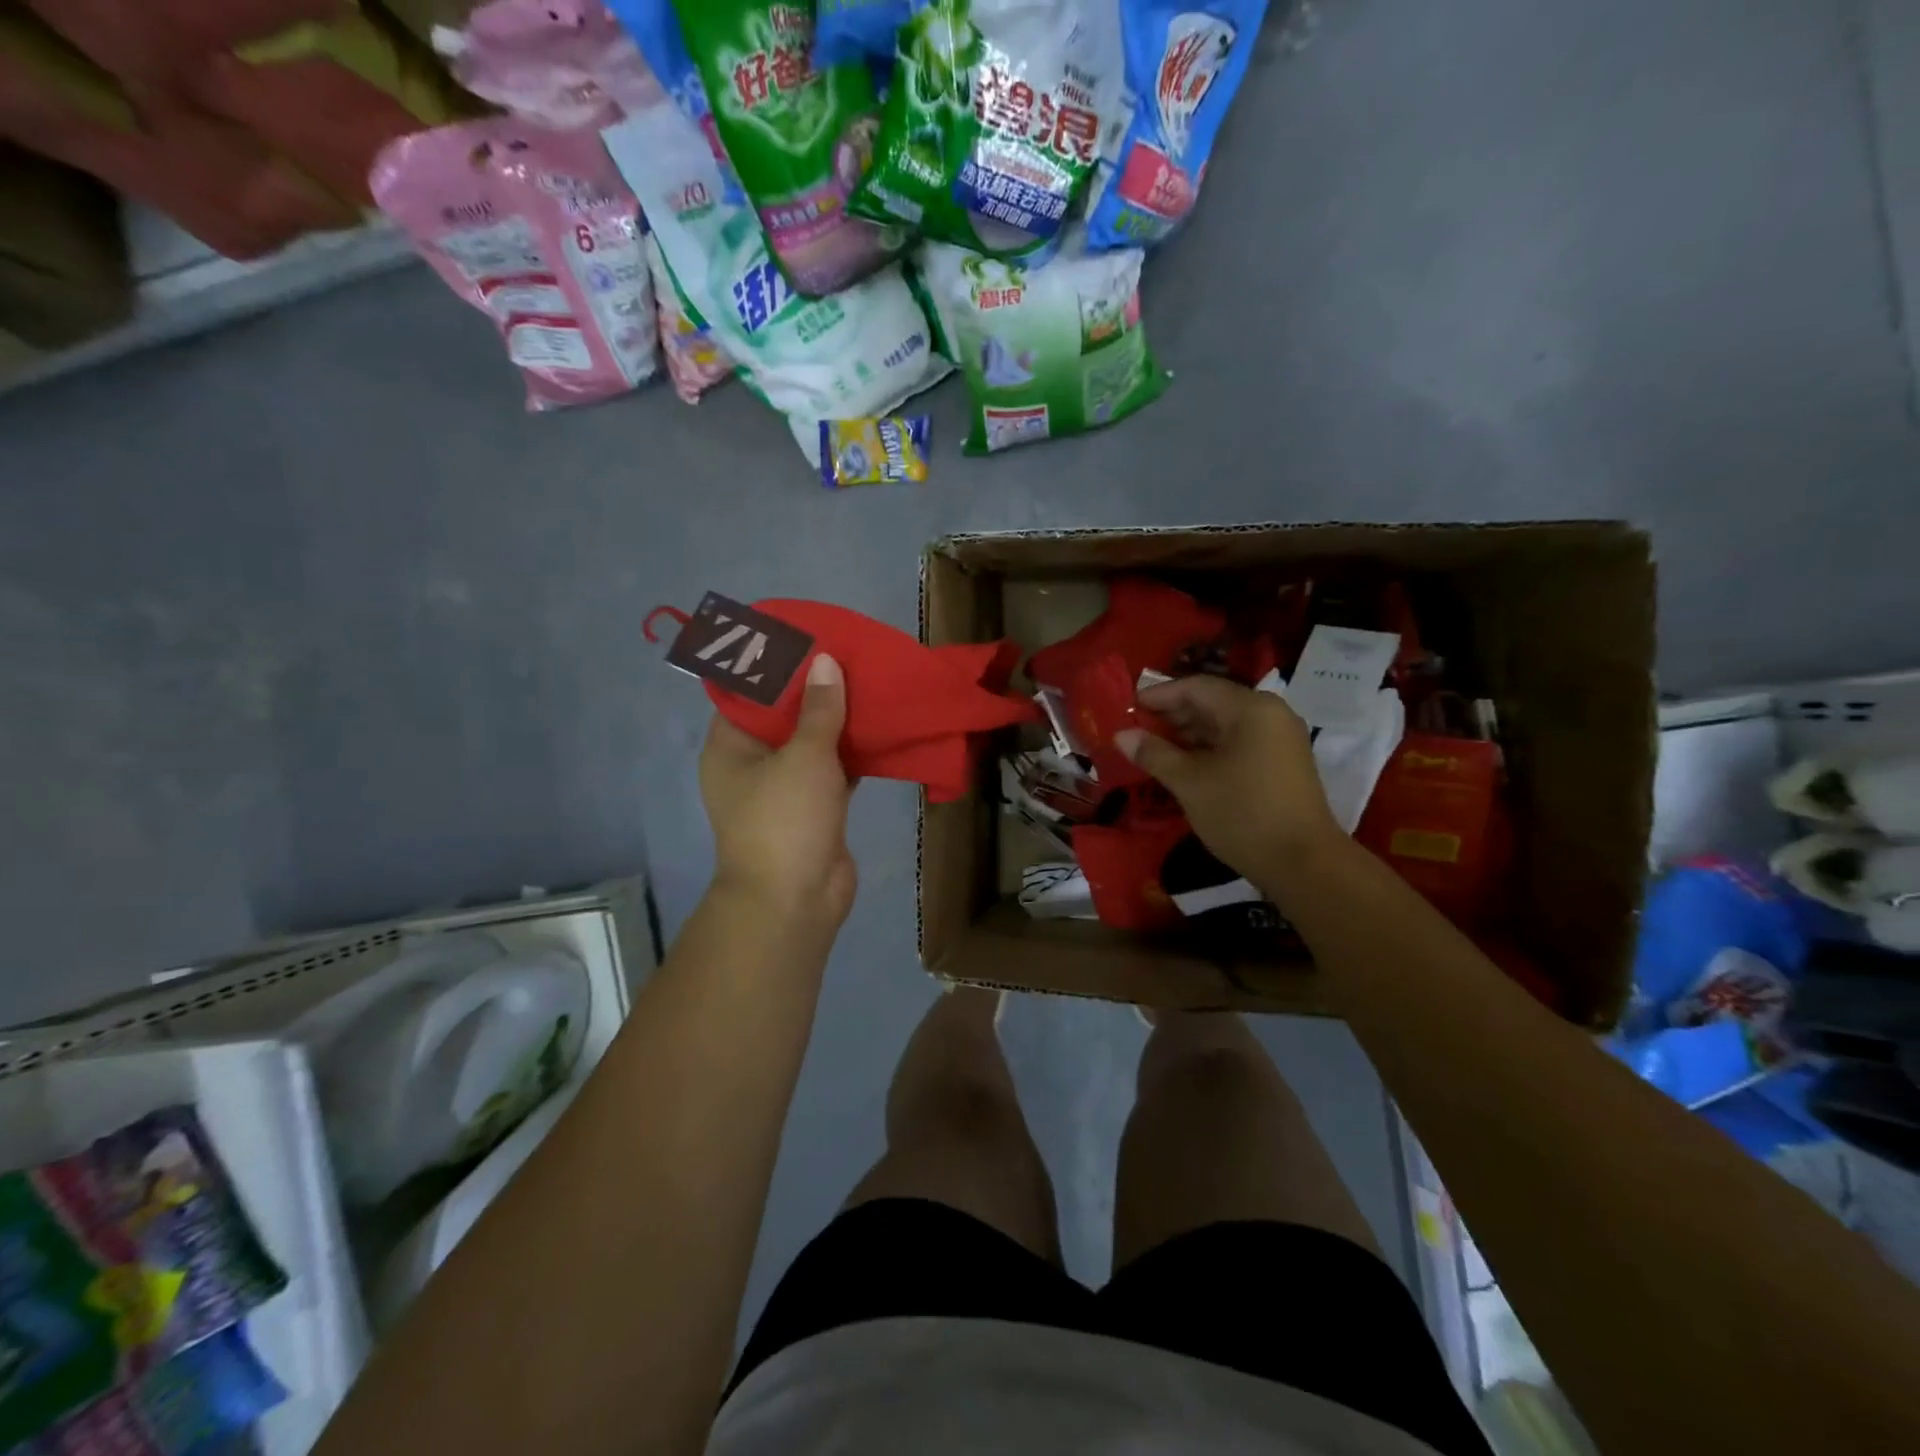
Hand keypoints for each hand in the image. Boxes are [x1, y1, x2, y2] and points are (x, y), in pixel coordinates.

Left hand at [700, 654, 856, 929]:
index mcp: (731, 747)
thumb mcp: (804, 756)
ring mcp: (785, 789)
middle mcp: (753, 764)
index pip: (748, 694)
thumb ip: (819, 708)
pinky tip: (881, 725)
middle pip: (784, 717)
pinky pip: (834, 769)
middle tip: (848, 657)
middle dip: (816, 691)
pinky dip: (854, 752)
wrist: (797, 900)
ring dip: (839, 721)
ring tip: (870, 682)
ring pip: (813, 743)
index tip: (809, 642)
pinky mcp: (816, 808)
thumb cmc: (786, 820)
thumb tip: (826, 662)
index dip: (777, 667)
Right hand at [1116, 675, 1342, 889]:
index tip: (1128, 707)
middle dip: (1172, 714)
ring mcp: (1280, 739)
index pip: (1196, 687)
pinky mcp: (1282, 763)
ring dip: (1189, 733)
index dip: (1159, 695)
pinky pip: (1239, 742)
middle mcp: (1270, 713)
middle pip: (1213, 702)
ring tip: (1154, 748)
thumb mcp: (1189, 782)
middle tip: (1136, 729)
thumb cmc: (1242, 814)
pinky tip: (1184, 764)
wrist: (1303, 863)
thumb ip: (1154, 753)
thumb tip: (1122, 735)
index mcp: (1250, 708)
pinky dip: (1209, 748)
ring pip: (1225, 724)